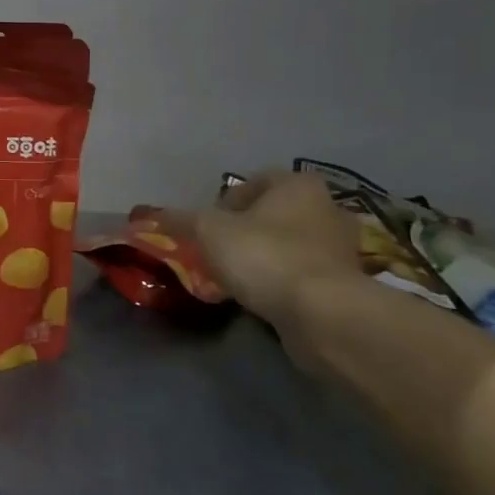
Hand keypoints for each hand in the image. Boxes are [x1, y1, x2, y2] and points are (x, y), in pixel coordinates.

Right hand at [166, 171, 360, 327]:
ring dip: (265, 255)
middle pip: (274, 213)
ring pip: (290, 243)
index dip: (226, 201)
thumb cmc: (264, 256)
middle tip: (219, 250)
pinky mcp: (345, 283)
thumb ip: (180, 220)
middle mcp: (327, 208)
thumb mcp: (208, 232)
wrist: (321, 313)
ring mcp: (341, 247)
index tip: (208, 225)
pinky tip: (261, 296)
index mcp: (298, 185)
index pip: (255, 181)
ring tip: (237, 276)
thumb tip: (149, 215)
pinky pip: (303, 273)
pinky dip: (282, 280)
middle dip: (247, 229)